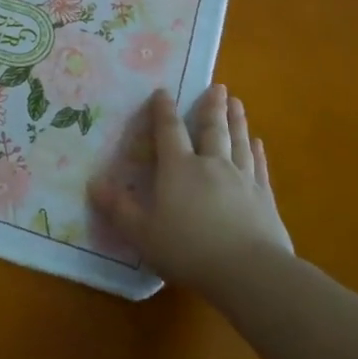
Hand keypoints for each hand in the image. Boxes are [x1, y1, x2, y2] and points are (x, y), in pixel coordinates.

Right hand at [88, 85, 293, 291]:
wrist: (249, 271)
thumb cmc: (188, 249)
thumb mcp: (142, 233)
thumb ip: (118, 208)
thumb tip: (93, 184)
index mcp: (179, 169)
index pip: (169, 132)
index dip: (164, 111)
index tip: (163, 91)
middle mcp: (211, 165)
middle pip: (211, 129)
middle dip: (210, 107)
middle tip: (216, 86)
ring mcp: (242, 179)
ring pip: (238, 141)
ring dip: (236, 120)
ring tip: (236, 102)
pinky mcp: (264, 198)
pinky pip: (259, 166)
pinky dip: (257, 152)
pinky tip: (258, 143)